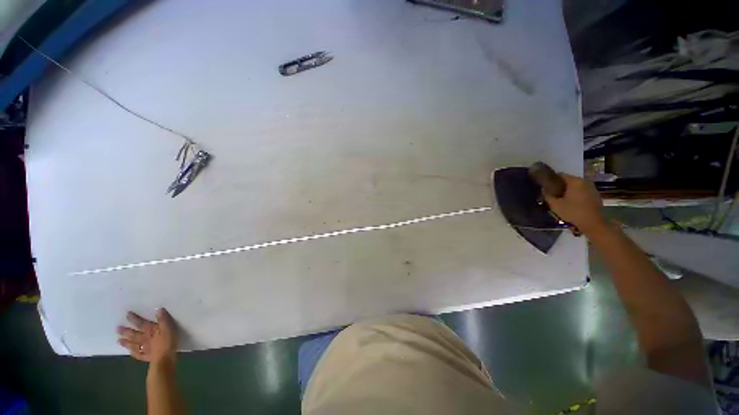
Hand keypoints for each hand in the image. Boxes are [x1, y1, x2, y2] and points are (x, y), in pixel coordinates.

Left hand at [117, 308, 177, 364]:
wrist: (166, 361)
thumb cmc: (167, 344)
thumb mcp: (168, 329)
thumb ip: (163, 320)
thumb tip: (158, 309)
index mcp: (149, 330)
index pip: (140, 323)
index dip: (134, 319)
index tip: (127, 315)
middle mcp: (145, 339)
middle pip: (134, 334)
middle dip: (126, 331)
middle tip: (117, 329)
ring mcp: (146, 349)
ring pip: (134, 345)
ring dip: (127, 343)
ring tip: (119, 341)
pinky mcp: (148, 358)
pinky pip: (140, 355)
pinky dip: (134, 354)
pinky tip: (130, 352)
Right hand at [544, 173, 606, 234]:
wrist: (594, 226)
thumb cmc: (575, 214)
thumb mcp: (558, 208)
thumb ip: (549, 197)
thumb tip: (544, 191)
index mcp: (574, 180)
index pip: (560, 175)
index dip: (554, 182)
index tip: (550, 191)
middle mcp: (584, 180)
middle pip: (570, 182)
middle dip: (564, 189)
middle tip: (559, 200)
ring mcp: (592, 188)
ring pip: (578, 188)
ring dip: (573, 194)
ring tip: (569, 206)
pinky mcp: (596, 196)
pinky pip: (585, 194)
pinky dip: (581, 199)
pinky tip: (579, 209)